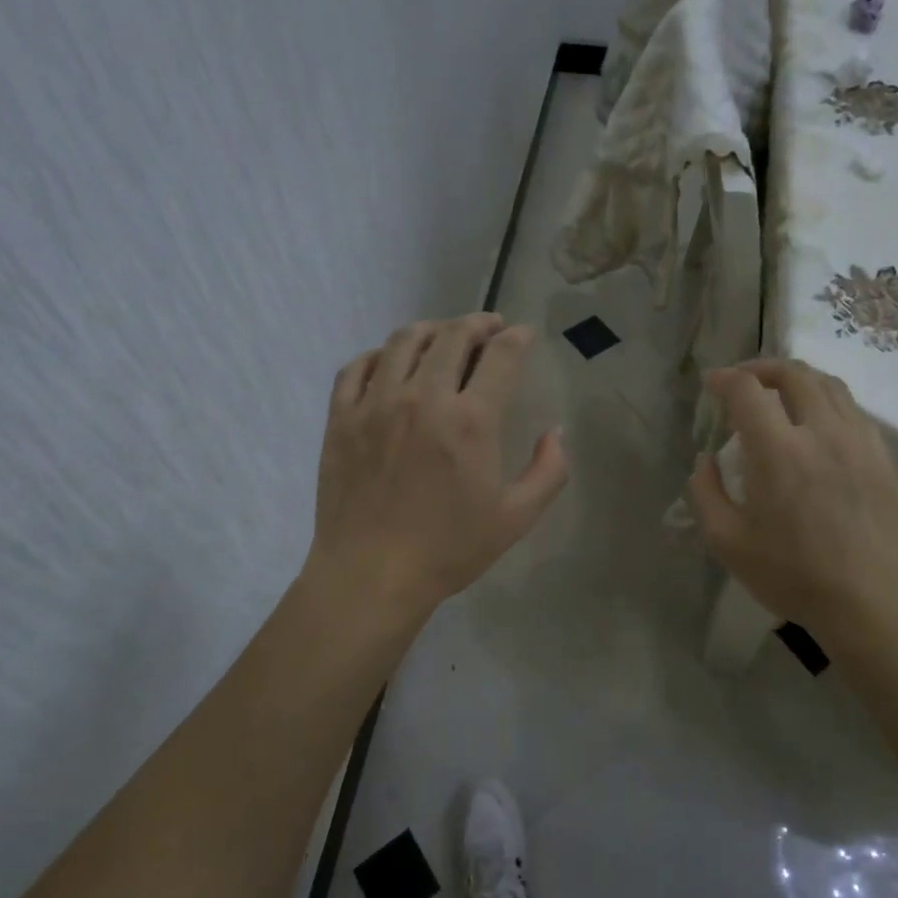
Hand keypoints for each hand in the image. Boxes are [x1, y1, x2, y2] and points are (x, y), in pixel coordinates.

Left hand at [307, 313, 568, 617]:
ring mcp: (376, 404)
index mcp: (471, 420)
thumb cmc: (448, 549)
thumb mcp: (516, 518)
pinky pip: (357, 367)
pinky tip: (389, 362)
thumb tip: (556, 433)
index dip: (517, 337)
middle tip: (488, 328)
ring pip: (403, 341)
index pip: (501, 355)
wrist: (371, 575)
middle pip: (452, 336)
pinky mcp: (341, 418)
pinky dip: (378, 354)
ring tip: (442, 335)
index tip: (523, 335)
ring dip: (430, 329)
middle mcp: (423, 398)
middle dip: (477, 323)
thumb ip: (548, 471)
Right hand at [688, 359, 897, 637]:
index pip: (748, 390)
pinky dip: (826, 401)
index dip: (724, 379)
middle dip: (761, 368)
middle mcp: (822, 432)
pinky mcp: (883, 457)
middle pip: (793, 374)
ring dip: (797, 379)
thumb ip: (705, 492)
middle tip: (742, 381)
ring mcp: (859, 442)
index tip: (710, 384)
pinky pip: (853, 410)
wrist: (871, 604)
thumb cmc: (792, 575)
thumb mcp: (727, 541)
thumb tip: (705, 459)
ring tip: (779, 394)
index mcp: (779, 450)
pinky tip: (816, 425)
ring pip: (829, 385)